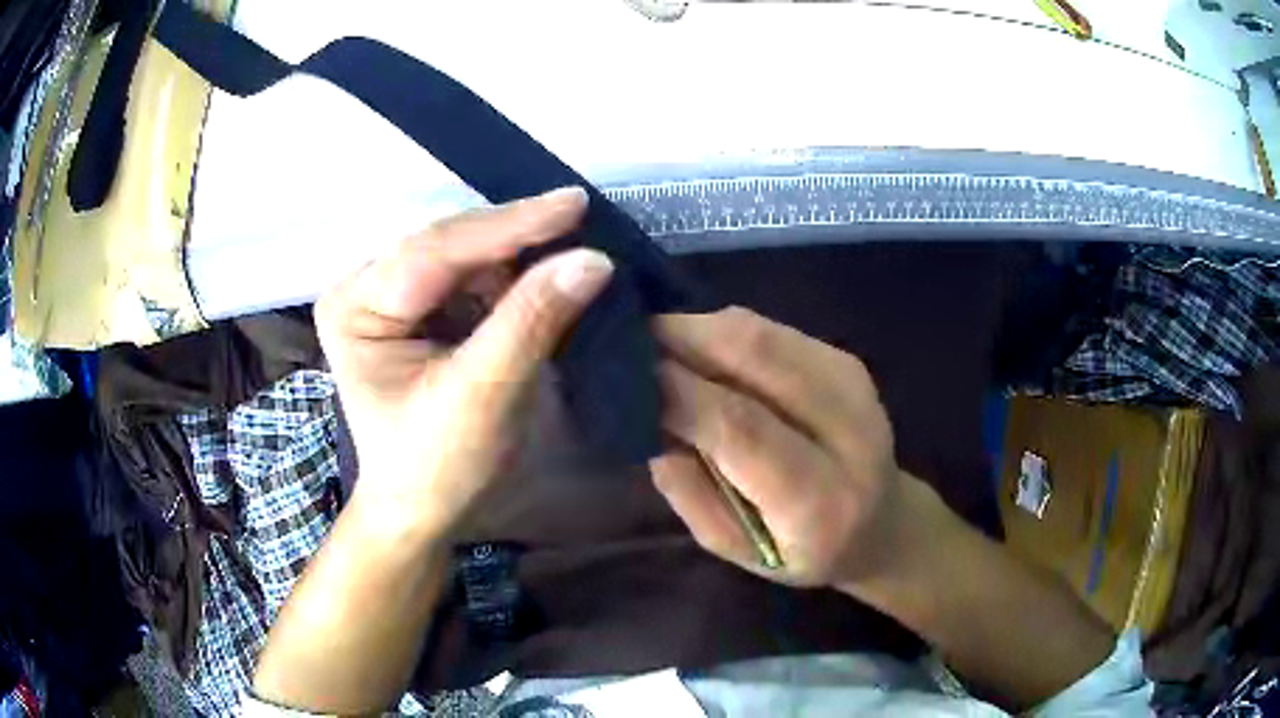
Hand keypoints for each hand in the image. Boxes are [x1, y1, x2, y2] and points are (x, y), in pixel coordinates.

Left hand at [315, 187, 612, 537]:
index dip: (508, 227)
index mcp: (355, 307)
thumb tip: (592, 258)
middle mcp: (365, 286)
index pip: (434, 252)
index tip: (575, 203)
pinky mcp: (419, 307)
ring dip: (519, 252)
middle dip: (515, 236)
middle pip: (449, 244)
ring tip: (574, 242)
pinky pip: (472, 275)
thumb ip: (532, 321)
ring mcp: (391, 293)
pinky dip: (514, 274)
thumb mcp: (483, 397)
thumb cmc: (437, 467)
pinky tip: (548, 269)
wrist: (423, 509)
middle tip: (582, 216)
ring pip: (466, 254)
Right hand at [650, 307, 908, 591]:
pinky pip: (772, 329)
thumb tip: (646, 419)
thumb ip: (689, 491)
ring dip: (699, 327)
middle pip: (755, 356)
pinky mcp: (847, 359)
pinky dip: (724, 330)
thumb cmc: (803, 551)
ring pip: (761, 332)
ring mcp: (853, 384)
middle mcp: (848, 429)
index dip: (677, 390)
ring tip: (656, 341)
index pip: (740, 427)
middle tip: (629, 340)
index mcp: (819, 499)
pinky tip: (700, 348)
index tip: (623, 373)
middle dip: (682, 337)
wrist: (883, 524)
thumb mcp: (736, 549)